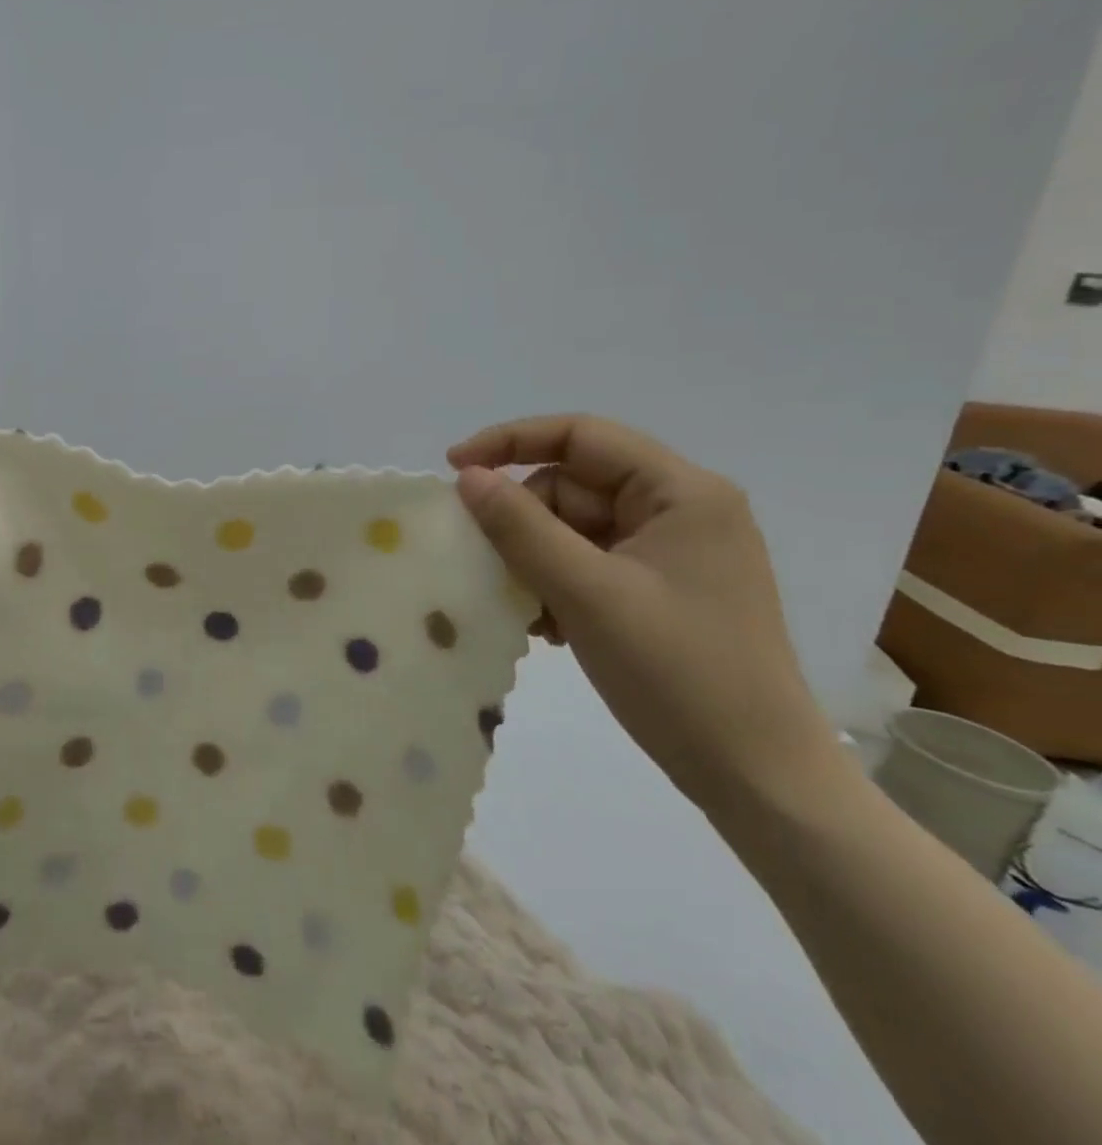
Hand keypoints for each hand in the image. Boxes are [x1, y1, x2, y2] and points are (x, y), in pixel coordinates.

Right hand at [448, 414, 838, 809]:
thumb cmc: (678, 674)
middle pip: (573, 485)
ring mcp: (673, 552)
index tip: (455, 469)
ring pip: (574, 527)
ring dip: (535, 558)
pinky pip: (588, 562)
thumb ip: (520, 526)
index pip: (581, 436)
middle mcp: (681, 510)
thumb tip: (469, 477)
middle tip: (488, 563)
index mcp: (681, 493)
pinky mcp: (662, 589)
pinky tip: (546, 625)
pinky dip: (556, 582)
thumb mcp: (586, 592)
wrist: (757, 778)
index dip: (511, 442)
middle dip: (524, 519)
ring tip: (522, 607)